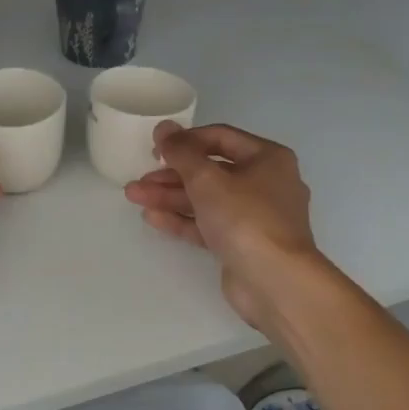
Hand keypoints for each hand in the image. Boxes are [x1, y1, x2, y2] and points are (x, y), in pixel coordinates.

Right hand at [124, 122, 325, 329]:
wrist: (275, 282)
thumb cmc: (245, 218)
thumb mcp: (207, 179)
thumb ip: (181, 151)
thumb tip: (163, 127)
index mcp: (268, 158)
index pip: (220, 138)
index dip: (185, 140)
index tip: (155, 149)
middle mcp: (265, 183)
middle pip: (210, 171)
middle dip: (171, 175)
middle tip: (139, 179)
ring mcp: (255, 217)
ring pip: (207, 199)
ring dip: (170, 197)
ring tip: (133, 196)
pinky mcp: (243, 244)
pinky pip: (209, 224)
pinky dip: (183, 219)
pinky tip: (152, 217)